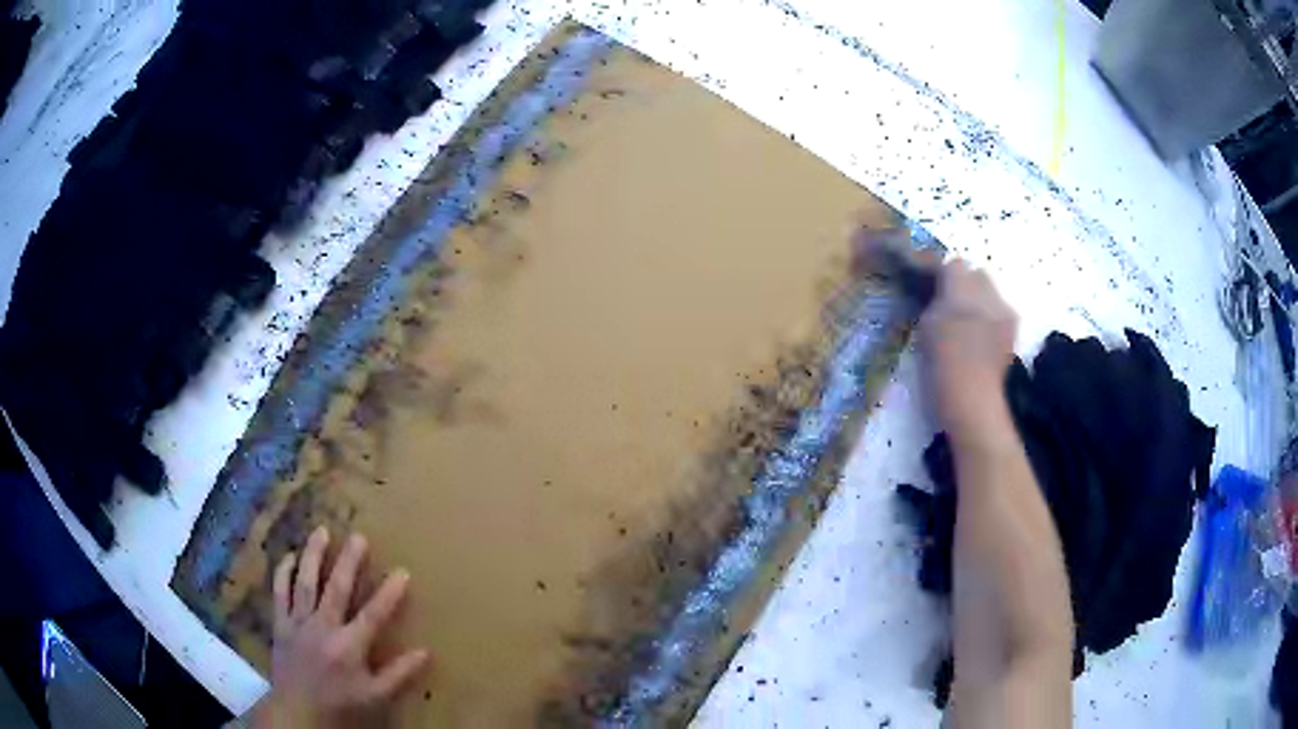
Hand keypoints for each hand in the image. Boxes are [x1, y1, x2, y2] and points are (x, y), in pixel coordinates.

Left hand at [250, 527, 428, 727]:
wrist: (297, 711)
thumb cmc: (340, 705)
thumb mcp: (376, 696)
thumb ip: (400, 674)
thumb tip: (426, 652)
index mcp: (349, 646)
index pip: (374, 615)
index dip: (389, 593)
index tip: (402, 571)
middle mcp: (323, 628)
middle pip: (337, 588)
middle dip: (349, 561)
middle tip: (358, 536)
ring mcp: (298, 622)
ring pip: (306, 582)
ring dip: (314, 556)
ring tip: (321, 531)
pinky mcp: (280, 623)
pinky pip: (280, 592)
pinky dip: (284, 572)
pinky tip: (290, 557)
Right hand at [920, 258, 1016, 436]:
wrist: (973, 400)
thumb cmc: (941, 366)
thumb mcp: (926, 328)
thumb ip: (934, 302)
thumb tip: (940, 292)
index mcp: (960, 291)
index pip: (953, 265)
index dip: (943, 275)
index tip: (933, 289)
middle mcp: (986, 293)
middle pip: (976, 273)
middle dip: (965, 283)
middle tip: (951, 304)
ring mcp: (1003, 309)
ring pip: (991, 291)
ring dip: (979, 299)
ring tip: (969, 322)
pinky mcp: (1013, 327)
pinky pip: (1000, 309)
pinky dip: (991, 315)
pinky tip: (983, 336)